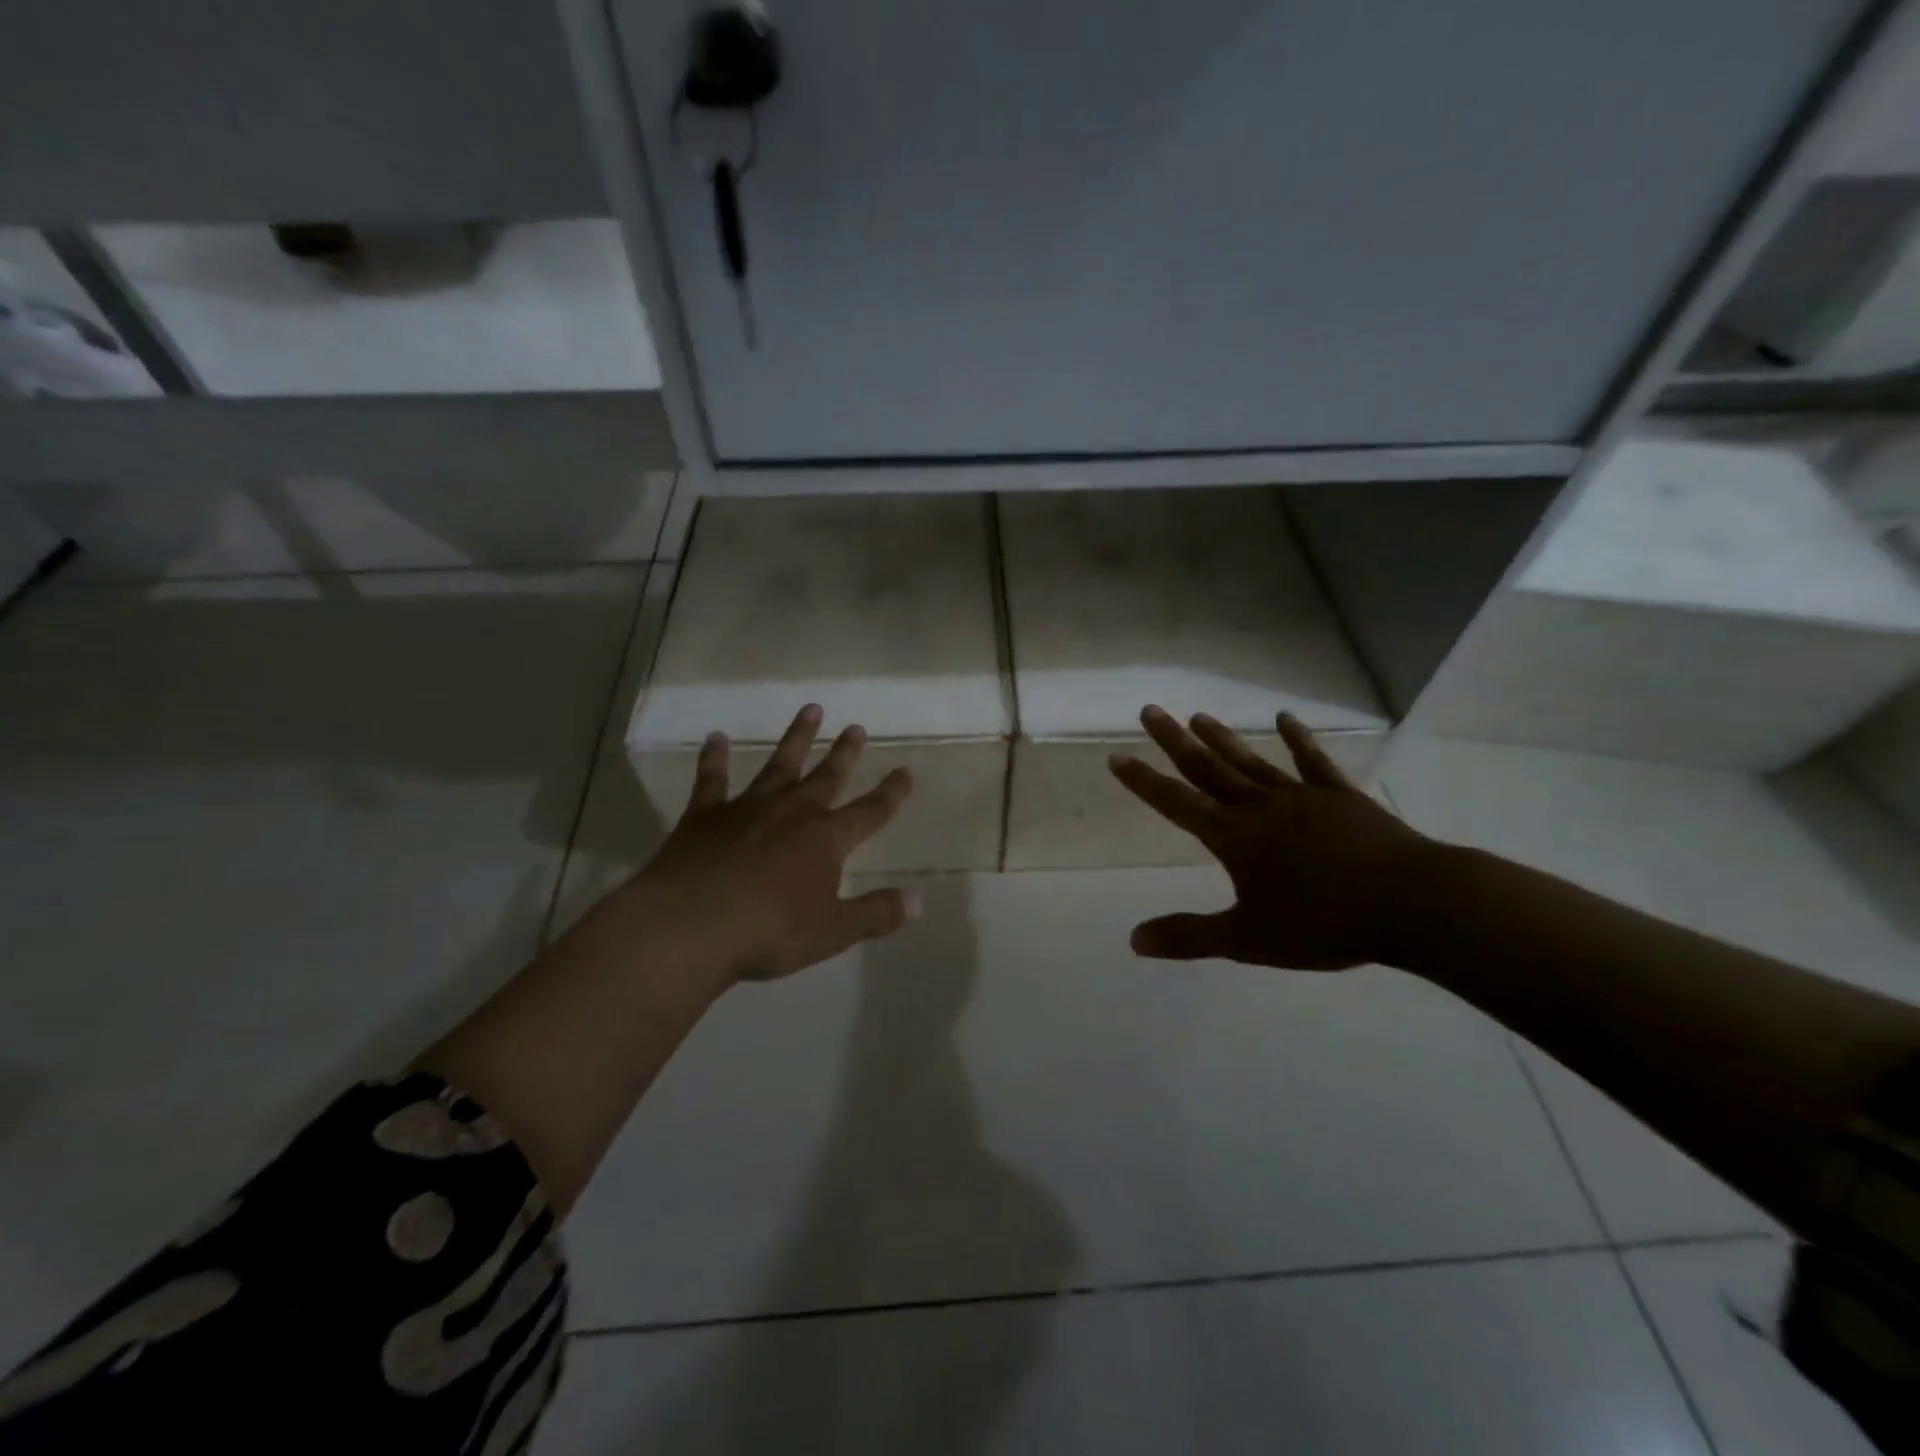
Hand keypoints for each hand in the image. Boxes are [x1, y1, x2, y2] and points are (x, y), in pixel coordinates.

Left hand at [626, 704, 917, 985]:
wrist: (691, 925)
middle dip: (844, 753)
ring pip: (779, 764)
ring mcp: (748, 808)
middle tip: (856, 727)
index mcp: (826, 840)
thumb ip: (876, 913)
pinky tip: (714, 737)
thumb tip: (917, 901)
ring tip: (811, 709)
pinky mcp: (706, 815)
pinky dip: (714, 757)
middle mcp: (792, 813)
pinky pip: (712, 779)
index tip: (905, 771)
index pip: (869, 812)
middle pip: (826, 777)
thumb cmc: (769, 932)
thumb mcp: (832, 932)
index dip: (891, 793)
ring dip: (796, 737)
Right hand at [1107, 706, 1434, 969]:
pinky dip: (1299, 739)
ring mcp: (1301, 797)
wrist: (1409, 904)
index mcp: (1234, 838)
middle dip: (1174, 742)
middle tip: (1150, 711)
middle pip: (1208, 769)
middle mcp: (1260, 808)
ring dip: (1222, 738)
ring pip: (1251, 761)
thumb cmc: (1323, 924)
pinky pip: (1313, 762)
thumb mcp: (1248, 939)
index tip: (1117, 756)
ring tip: (1198, 715)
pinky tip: (1286, 718)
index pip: (1177, 804)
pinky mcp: (1340, 797)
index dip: (1144, 782)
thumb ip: (1189, 936)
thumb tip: (1134, 940)